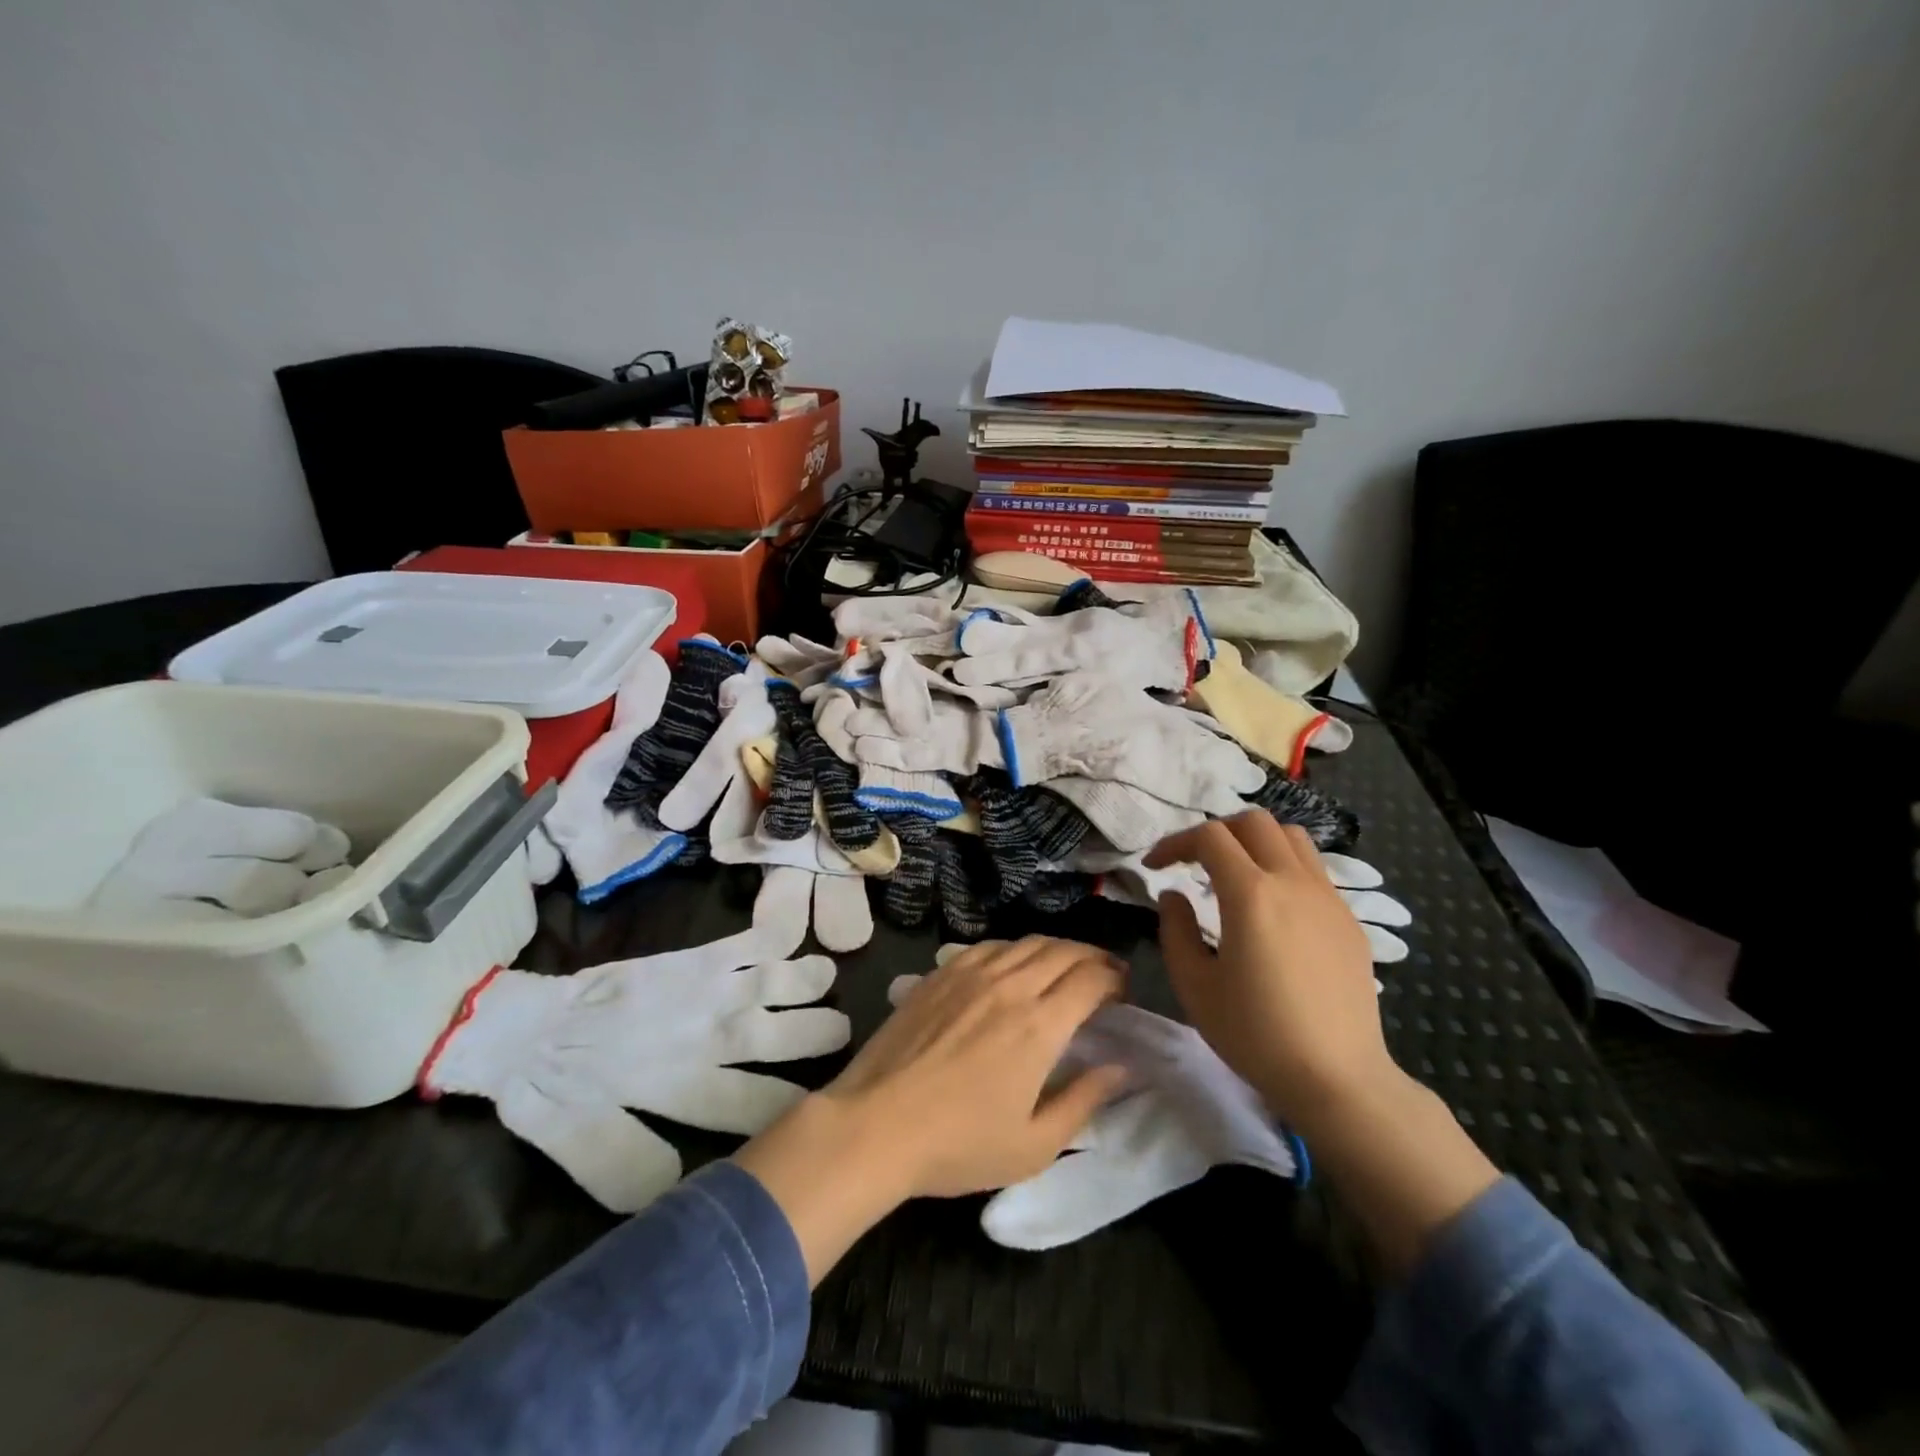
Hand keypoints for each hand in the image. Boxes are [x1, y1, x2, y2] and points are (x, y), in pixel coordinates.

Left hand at [734, 937, 1127, 1283]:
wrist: (875, 1125)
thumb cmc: (959, 1145)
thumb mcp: (1034, 1144)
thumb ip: (1084, 1100)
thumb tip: (1121, 1067)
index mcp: (1039, 1025)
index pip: (1090, 979)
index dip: (1114, 978)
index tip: (1123, 991)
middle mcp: (1009, 985)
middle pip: (1062, 951)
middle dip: (1092, 957)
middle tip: (1105, 974)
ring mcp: (969, 973)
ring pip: (1025, 943)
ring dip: (1056, 949)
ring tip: (1065, 966)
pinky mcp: (940, 974)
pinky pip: (988, 947)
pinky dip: (1014, 950)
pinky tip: (1013, 966)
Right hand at [1148, 811, 1395, 1132]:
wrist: (1337, 1077)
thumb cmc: (1255, 1034)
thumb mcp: (1194, 985)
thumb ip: (1175, 929)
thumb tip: (1174, 894)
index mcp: (1251, 894)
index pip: (1209, 837)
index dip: (1175, 843)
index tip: (1155, 866)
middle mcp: (1292, 882)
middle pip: (1253, 822)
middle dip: (1216, 832)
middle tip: (1193, 862)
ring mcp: (1327, 897)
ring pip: (1291, 837)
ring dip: (1255, 841)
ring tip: (1234, 872)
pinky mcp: (1348, 919)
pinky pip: (1313, 869)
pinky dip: (1283, 866)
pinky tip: (1272, 906)